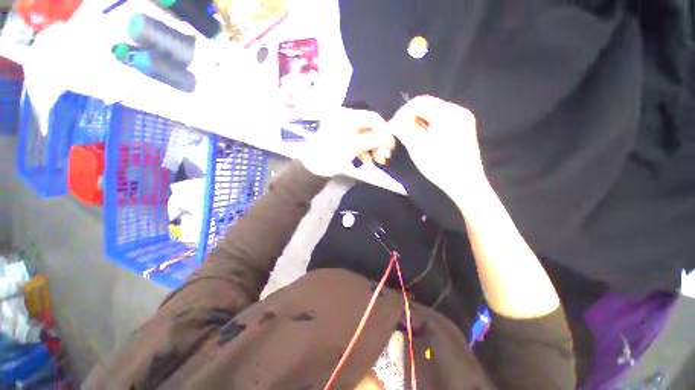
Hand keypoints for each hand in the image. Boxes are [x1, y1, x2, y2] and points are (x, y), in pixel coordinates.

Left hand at [300, 107, 395, 176]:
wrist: (314, 167)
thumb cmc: (332, 153)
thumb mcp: (353, 146)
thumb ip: (372, 140)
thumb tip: (388, 137)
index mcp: (347, 116)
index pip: (371, 117)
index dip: (383, 129)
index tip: (390, 142)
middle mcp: (347, 121)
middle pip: (370, 128)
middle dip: (379, 142)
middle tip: (385, 155)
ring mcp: (346, 132)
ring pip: (366, 137)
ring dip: (374, 149)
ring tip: (379, 161)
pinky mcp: (345, 141)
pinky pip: (359, 144)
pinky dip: (365, 152)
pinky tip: (368, 162)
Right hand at [389, 95, 486, 195]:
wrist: (465, 183)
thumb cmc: (440, 167)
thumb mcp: (418, 148)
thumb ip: (404, 131)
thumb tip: (393, 123)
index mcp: (447, 114)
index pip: (419, 102)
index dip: (402, 112)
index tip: (393, 125)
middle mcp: (457, 111)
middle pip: (428, 105)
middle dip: (410, 116)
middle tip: (400, 130)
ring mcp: (463, 118)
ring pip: (434, 111)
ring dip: (419, 120)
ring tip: (410, 135)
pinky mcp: (464, 126)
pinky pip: (442, 118)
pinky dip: (429, 124)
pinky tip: (423, 136)